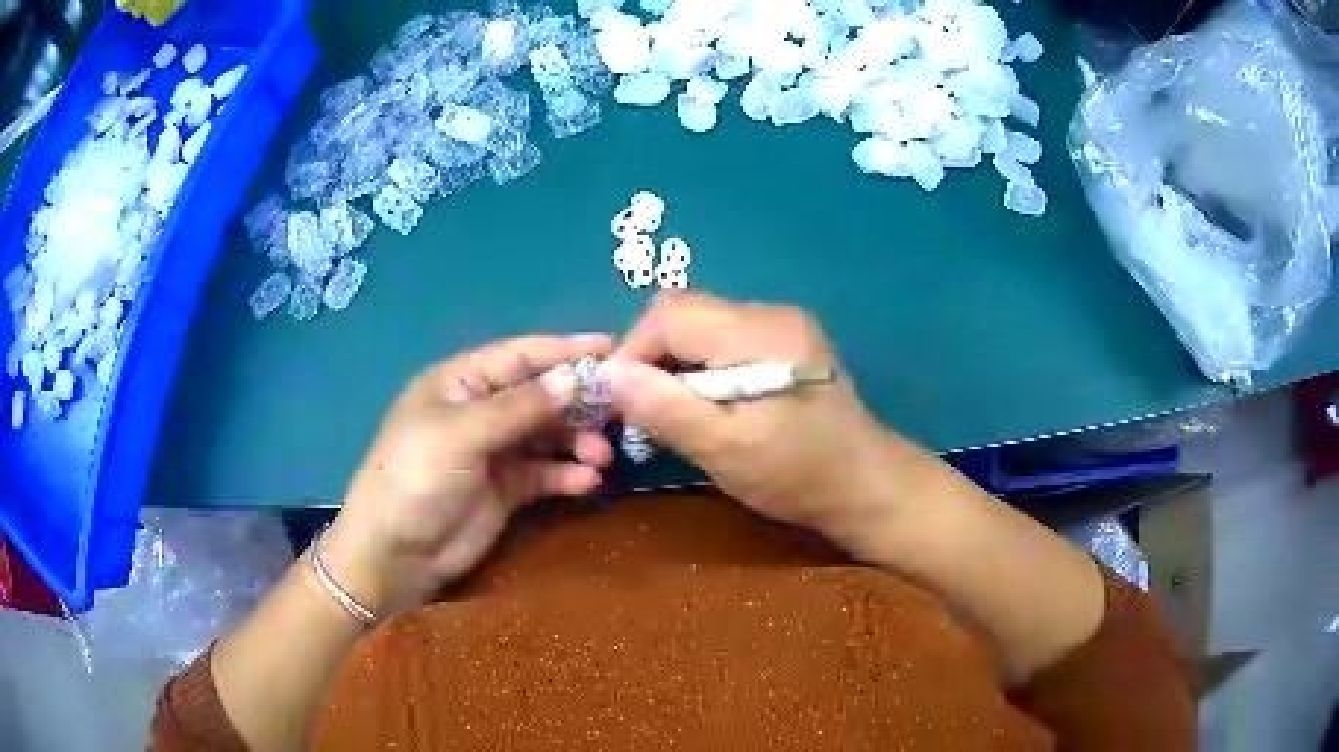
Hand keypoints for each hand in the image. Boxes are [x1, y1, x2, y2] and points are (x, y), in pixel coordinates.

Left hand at [322, 334, 614, 616]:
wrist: (395, 554)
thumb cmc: (416, 478)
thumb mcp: (462, 434)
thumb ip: (520, 407)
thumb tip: (575, 377)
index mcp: (460, 383)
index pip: (519, 356)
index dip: (564, 350)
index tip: (612, 347)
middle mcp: (479, 411)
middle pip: (539, 395)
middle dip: (577, 402)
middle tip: (619, 410)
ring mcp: (493, 452)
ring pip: (547, 435)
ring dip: (576, 441)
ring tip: (601, 456)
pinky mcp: (505, 489)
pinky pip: (544, 473)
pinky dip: (565, 475)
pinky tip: (586, 482)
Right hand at [605, 292, 907, 548]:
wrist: (866, 485)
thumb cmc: (797, 474)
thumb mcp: (725, 449)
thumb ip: (664, 408)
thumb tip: (607, 374)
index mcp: (759, 332)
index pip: (670, 315)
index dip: (633, 352)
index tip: (621, 402)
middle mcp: (771, 313)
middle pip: (684, 312)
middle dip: (651, 356)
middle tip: (645, 409)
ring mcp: (783, 324)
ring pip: (702, 324)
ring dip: (675, 362)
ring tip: (674, 411)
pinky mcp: (787, 342)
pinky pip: (724, 338)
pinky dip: (701, 365)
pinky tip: (708, 403)